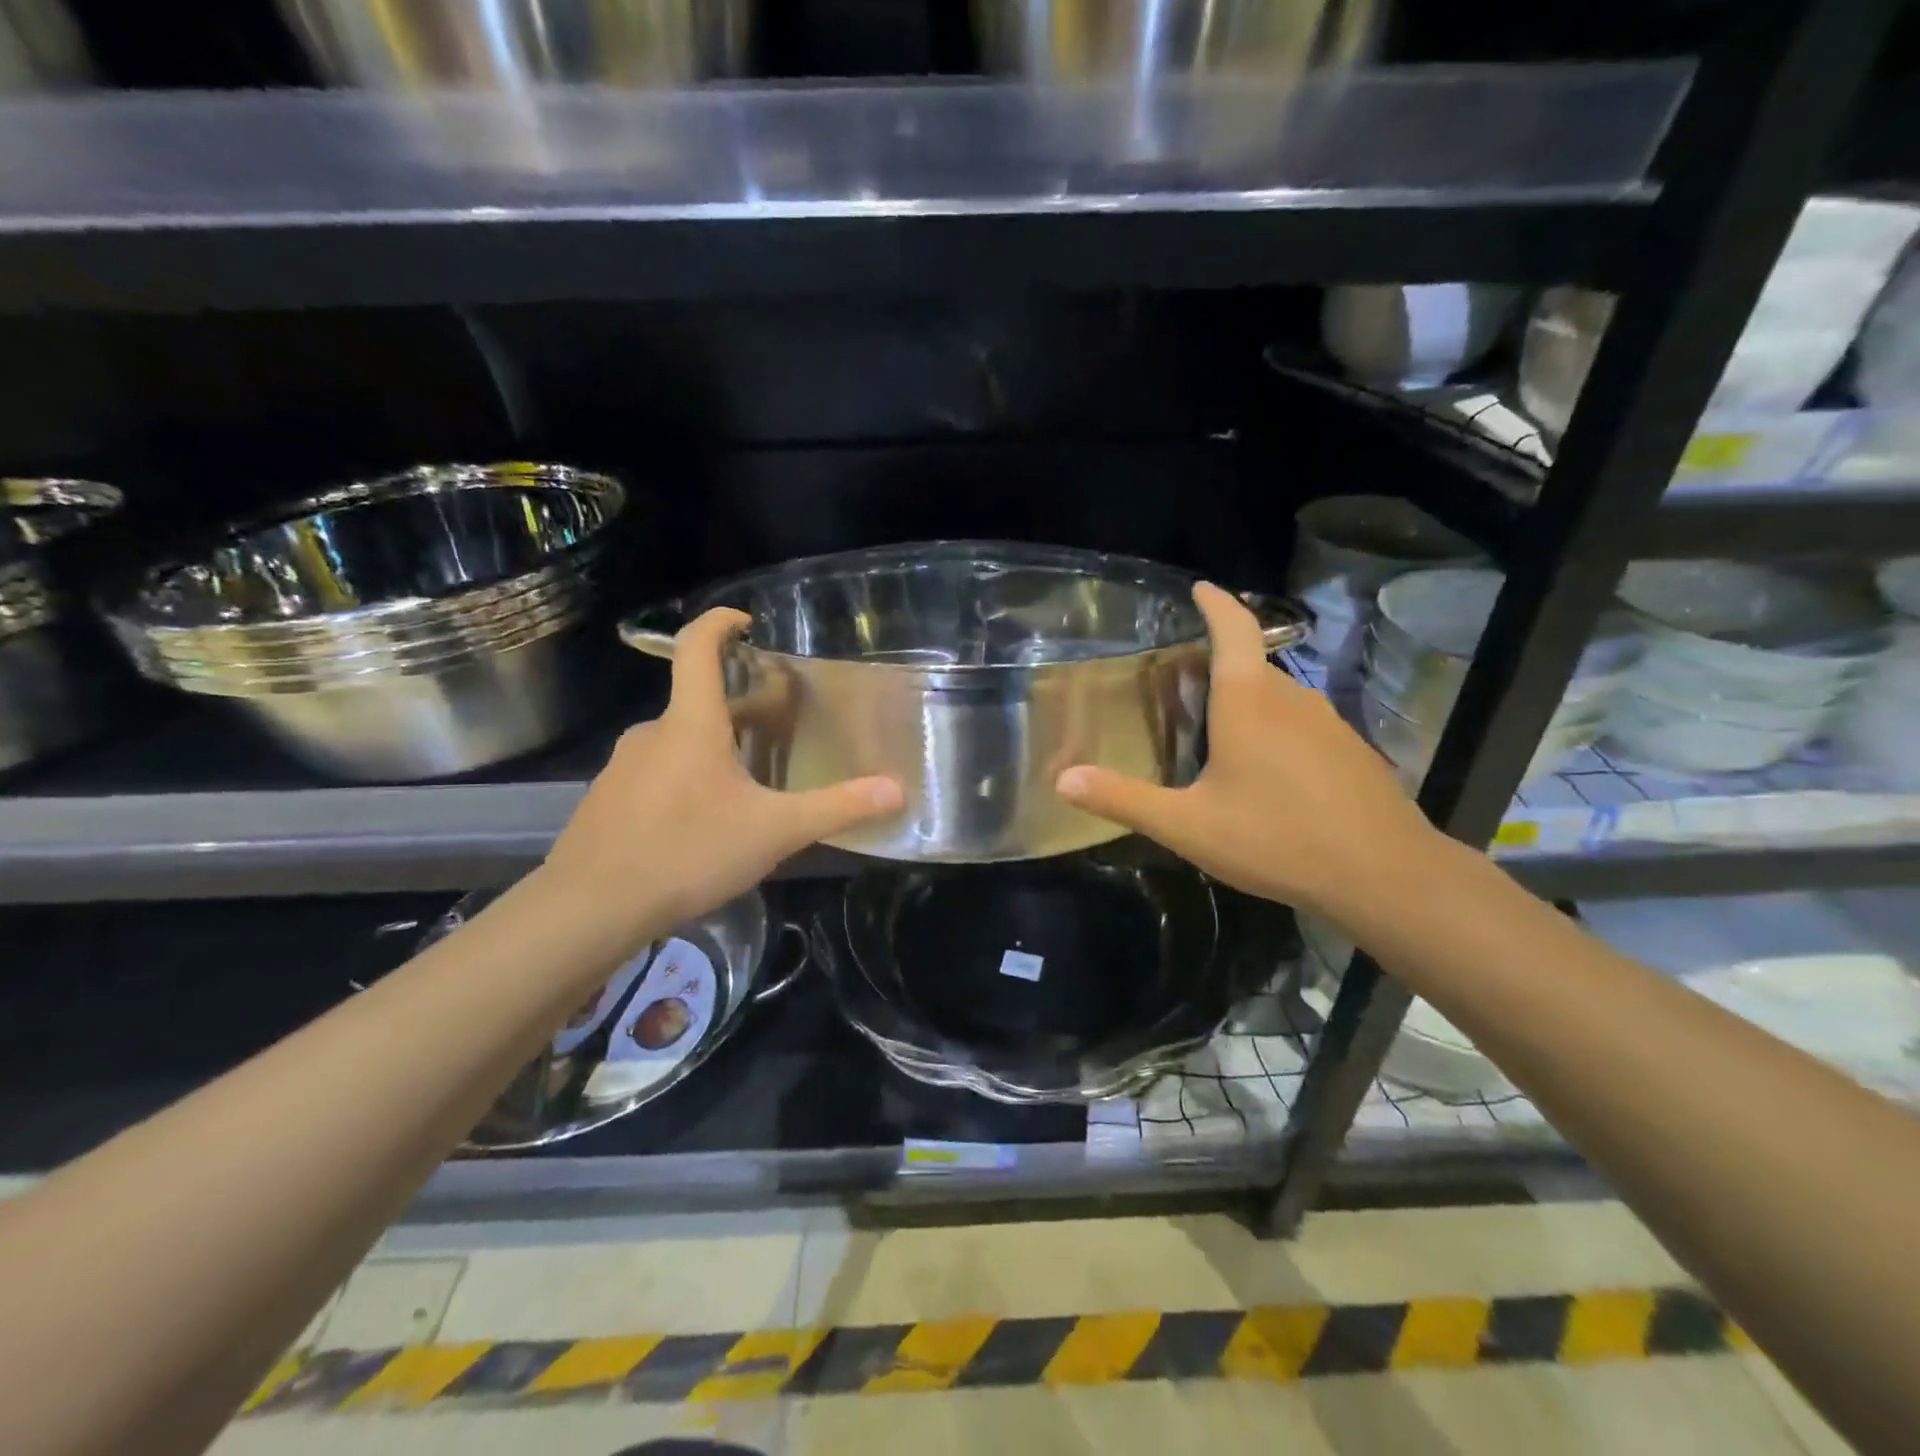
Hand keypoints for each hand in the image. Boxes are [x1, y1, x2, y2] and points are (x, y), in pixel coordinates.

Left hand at [540, 608, 902, 947]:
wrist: (588, 909)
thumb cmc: (687, 852)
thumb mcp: (774, 832)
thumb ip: (837, 808)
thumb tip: (898, 789)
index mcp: (690, 724)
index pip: (698, 648)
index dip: (720, 622)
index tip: (746, 621)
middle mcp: (651, 733)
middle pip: (697, 703)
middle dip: (738, 709)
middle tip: (776, 731)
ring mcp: (622, 767)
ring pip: (676, 743)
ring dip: (712, 750)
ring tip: (745, 789)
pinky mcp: (606, 801)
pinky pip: (654, 775)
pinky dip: (684, 781)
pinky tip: (700, 827)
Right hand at [1055, 582, 1442, 919]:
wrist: (1384, 875)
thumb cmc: (1276, 838)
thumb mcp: (1188, 825)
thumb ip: (1124, 799)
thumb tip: (1062, 779)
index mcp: (1248, 701)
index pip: (1233, 629)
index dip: (1216, 604)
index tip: (1200, 588)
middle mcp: (1291, 698)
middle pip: (1251, 666)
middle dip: (1218, 666)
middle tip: (1183, 685)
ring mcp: (1329, 723)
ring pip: (1278, 697)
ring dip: (1248, 701)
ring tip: (1219, 731)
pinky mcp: (1351, 751)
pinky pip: (1302, 724)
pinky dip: (1277, 730)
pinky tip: (1268, 773)